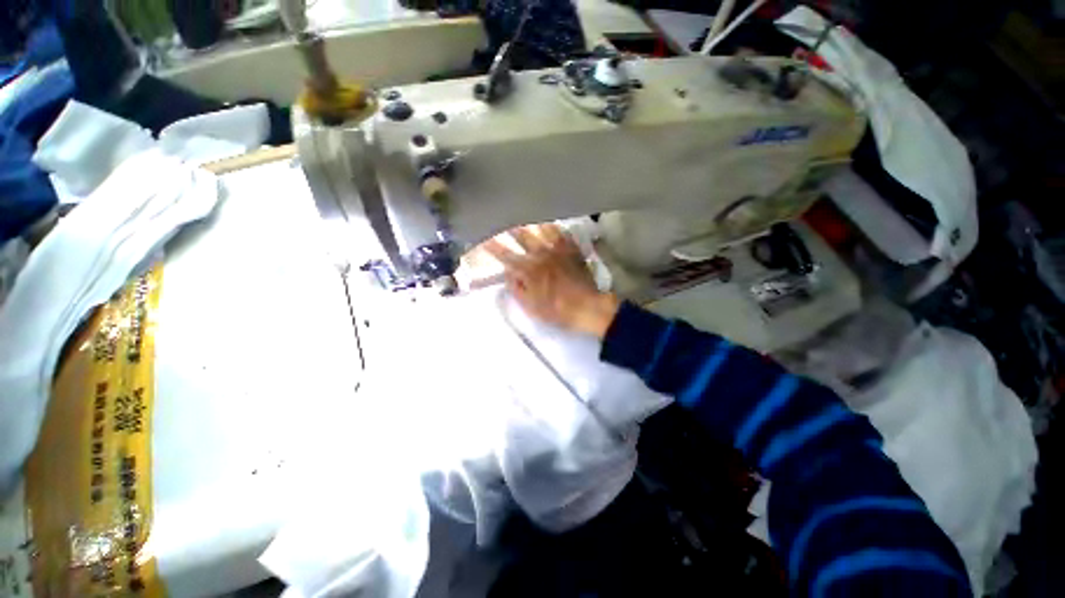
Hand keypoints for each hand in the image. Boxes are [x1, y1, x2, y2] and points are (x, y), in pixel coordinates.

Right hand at [482, 224, 619, 338]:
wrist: (588, 307)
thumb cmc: (557, 311)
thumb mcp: (531, 307)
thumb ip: (517, 289)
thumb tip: (509, 275)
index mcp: (529, 270)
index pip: (506, 256)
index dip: (493, 247)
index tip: (484, 239)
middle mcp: (541, 255)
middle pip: (523, 236)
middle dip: (511, 229)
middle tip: (505, 221)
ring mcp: (559, 250)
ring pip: (542, 229)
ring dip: (532, 224)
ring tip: (527, 217)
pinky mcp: (573, 250)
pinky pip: (562, 233)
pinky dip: (555, 228)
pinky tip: (552, 225)